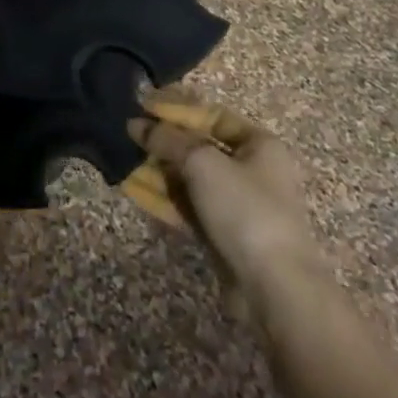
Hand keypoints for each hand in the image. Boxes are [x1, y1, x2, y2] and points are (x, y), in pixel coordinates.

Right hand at [126, 98, 325, 320]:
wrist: (274, 288)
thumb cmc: (245, 209)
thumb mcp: (202, 163)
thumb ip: (167, 139)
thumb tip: (136, 124)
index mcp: (260, 145)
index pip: (213, 116)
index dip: (178, 110)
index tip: (143, 108)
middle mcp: (252, 171)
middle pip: (200, 148)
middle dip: (164, 143)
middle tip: (128, 138)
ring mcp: (238, 205)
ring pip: (190, 179)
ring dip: (159, 171)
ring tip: (123, 164)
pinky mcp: (224, 234)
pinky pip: (188, 208)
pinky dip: (164, 199)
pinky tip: (134, 191)